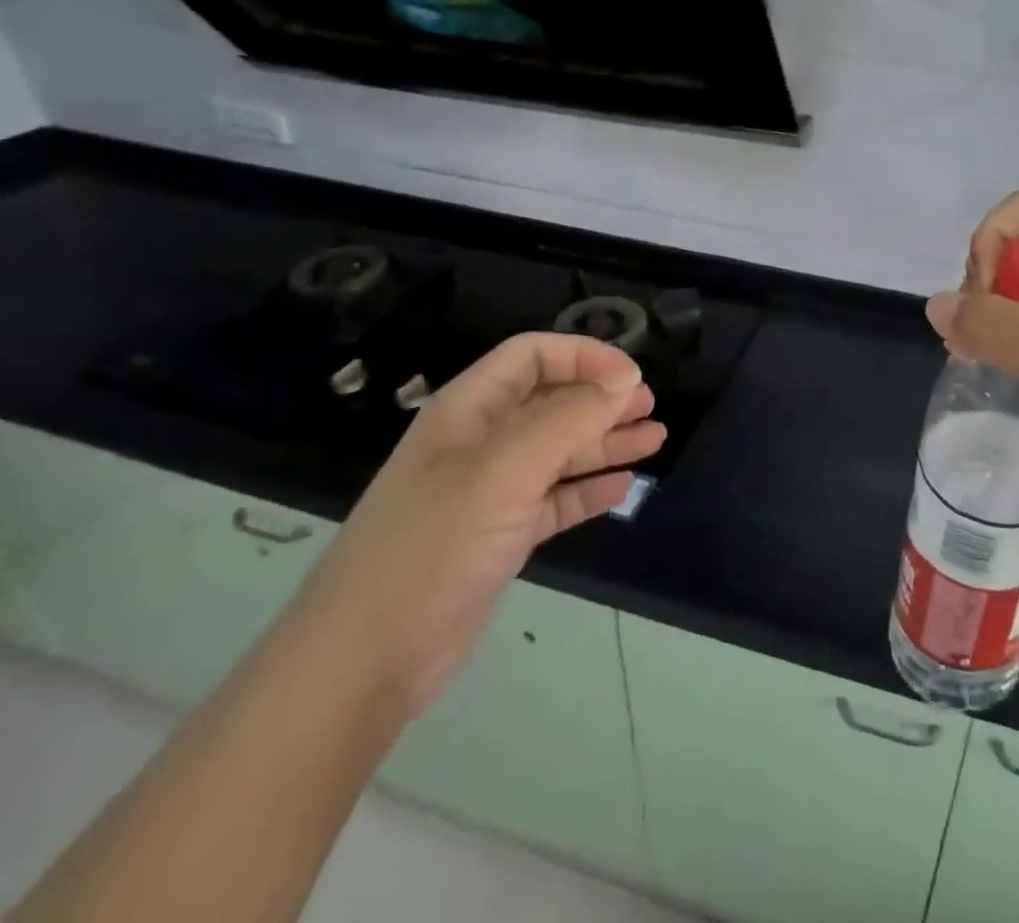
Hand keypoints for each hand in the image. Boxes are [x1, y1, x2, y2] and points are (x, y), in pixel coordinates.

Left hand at [287, 333, 663, 716]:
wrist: (363, 663)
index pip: (532, 356)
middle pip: (551, 401)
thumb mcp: (504, 469)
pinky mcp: (499, 537)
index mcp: (469, 410)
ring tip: (654, 441)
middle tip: (651, 408)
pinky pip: (554, 499)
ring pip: (558, 451)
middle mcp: (480, 443)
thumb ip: (568, 417)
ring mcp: (489, 492)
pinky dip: (588, 489)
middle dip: (602, 399)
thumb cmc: (432, 546)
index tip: (632, 376)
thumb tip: (626, 378)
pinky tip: (622, 488)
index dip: (583, 356)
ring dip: (605, 442)